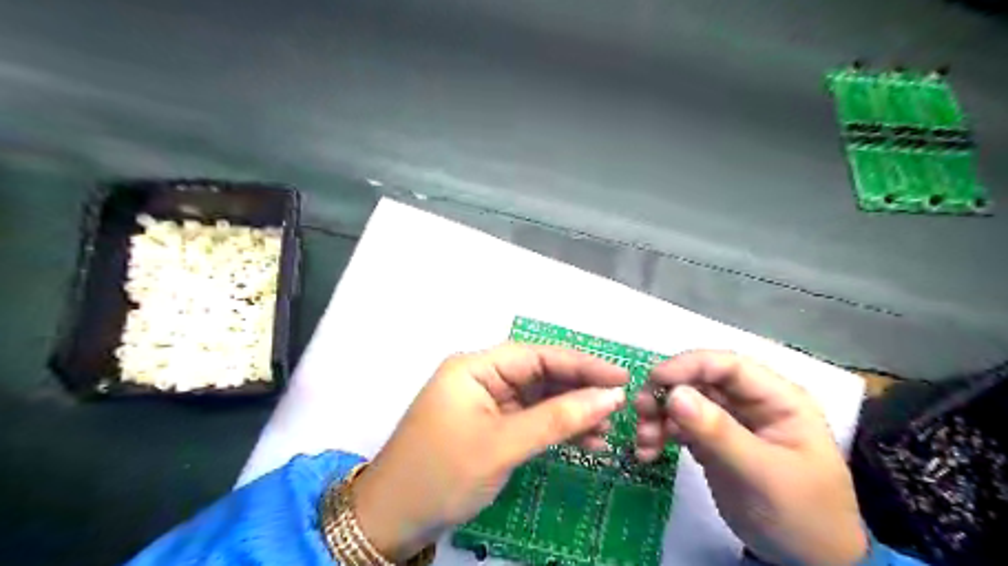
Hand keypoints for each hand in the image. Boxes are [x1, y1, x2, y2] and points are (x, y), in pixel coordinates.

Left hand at [352, 342, 627, 559]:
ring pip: (539, 398)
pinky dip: (556, 428)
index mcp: (476, 367)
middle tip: (621, 405)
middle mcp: (482, 378)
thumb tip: (610, 397)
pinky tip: (585, 440)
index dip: (582, 364)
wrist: (393, 520)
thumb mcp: (503, 445)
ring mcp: (486, 403)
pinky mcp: (490, 426)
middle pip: (540, 375)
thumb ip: (557, 418)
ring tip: (608, 429)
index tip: (622, 376)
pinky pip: (530, 419)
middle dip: (579, 390)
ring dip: (572, 412)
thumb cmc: (442, 474)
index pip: (537, 355)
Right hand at [637, 349, 866, 564]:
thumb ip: (718, 432)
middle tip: (640, 413)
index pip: (728, 365)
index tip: (654, 379)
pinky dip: (660, 434)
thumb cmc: (801, 514)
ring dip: (658, 416)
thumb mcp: (761, 473)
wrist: (807, 563)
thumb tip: (673, 394)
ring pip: (684, 402)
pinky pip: (680, 426)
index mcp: (777, 399)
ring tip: (643, 442)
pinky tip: (647, 453)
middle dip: (666, 394)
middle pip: (698, 381)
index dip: (689, 365)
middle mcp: (750, 402)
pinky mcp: (713, 441)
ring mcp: (730, 421)